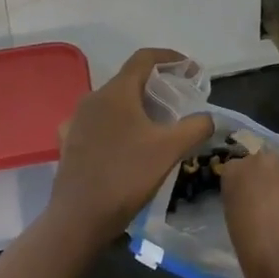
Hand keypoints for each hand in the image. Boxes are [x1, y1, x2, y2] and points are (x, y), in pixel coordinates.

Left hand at [49, 48, 213, 242]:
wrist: (78, 219)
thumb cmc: (126, 176)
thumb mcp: (170, 150)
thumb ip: (196, 127)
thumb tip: (209, 117)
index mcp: (116, 91)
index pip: (144, 58)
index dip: (170, 58)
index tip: (190, 70)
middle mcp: (93, 98)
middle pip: (129, 80)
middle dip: (156, 85)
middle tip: (179, 101)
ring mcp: (77, 120)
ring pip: (113, 102)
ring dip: (136, 106)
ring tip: (156, 124)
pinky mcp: (69, 142)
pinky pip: (98, 123)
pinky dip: (117, 124)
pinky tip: (126, 144)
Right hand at [221, 148, 278, 277]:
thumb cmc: (257, 255)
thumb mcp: (235, 228)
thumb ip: (241, 205)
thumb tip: (251, 206)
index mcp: (238, 172)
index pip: (233, 171)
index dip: (238, 189)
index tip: (241, 206)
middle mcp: (267, 163)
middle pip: (263, 166)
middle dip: (264, 181)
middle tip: (264, 209)